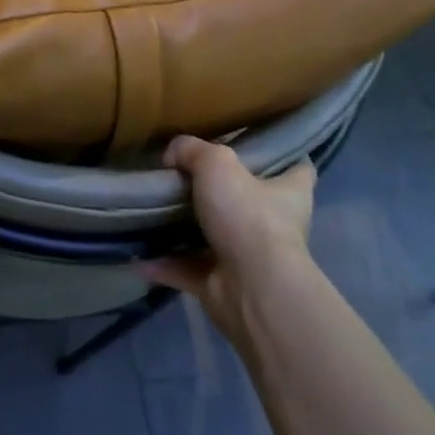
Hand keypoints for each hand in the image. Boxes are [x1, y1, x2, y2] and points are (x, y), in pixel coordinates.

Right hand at [141, 137, 315, 347]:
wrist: (250, 287)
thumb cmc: (248, 216)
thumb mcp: (217, 162)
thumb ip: (191, 150)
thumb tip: (172, 156)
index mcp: (289, 193)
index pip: (298, 169)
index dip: (281, 156)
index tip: (256, 146)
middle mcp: (274, 226)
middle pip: (249, 201)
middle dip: (220, 192)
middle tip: (183, 174)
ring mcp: (248, 258)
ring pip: (213, 237)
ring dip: (184, 229)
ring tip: (151, 210)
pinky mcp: (221, 284)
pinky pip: (186, 269)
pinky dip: (162, 264)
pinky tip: (136, 254)